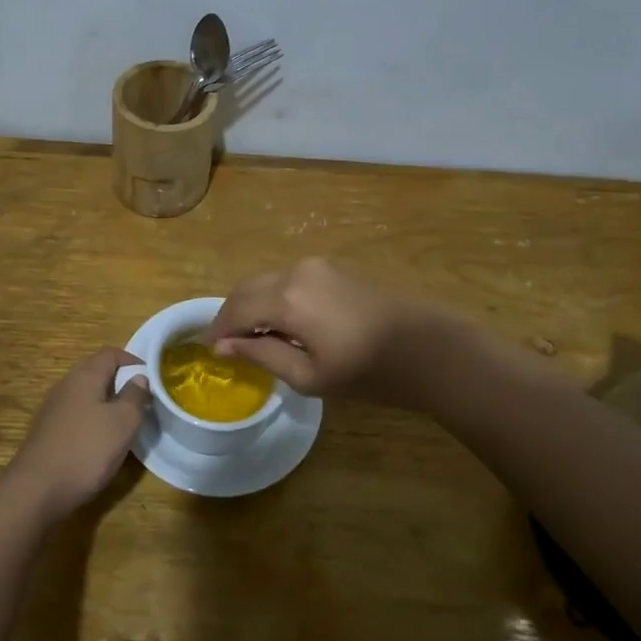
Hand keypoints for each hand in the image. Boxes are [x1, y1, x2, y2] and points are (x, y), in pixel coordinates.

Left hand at [4, 347, 148, 524]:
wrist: (36, 490)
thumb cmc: (86, 450)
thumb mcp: (123, 422)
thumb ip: (134, 397)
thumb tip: (138, 378)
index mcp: (84, 376)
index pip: (110, 353)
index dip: (133, 360)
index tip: (151, 378)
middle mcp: (66, 386)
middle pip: (96, 372)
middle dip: (120, 383)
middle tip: (141, 401)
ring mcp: (53, 409)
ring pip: (86, 396)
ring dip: (106, 404)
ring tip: (125, 423)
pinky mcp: (47, 432)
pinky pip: (76, 416)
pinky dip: (92, 421)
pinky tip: (101, 443)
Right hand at [200, 257, 449, 405]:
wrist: (430, 349)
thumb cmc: (368, 372)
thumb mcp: (309, 376)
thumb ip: (261, 355)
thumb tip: (223, 346)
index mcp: (287, 299)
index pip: (236, 310)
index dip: (218, 331)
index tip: (209, 351)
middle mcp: (296, 271)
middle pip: (247, 288)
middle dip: (232, 315)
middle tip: (226, 344)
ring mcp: (317, 265)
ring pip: (267, 280)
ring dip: (253, 304)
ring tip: (255, 337)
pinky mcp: (334, 267)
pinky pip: (289, 279)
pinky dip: (275, 297)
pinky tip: (284, 323)